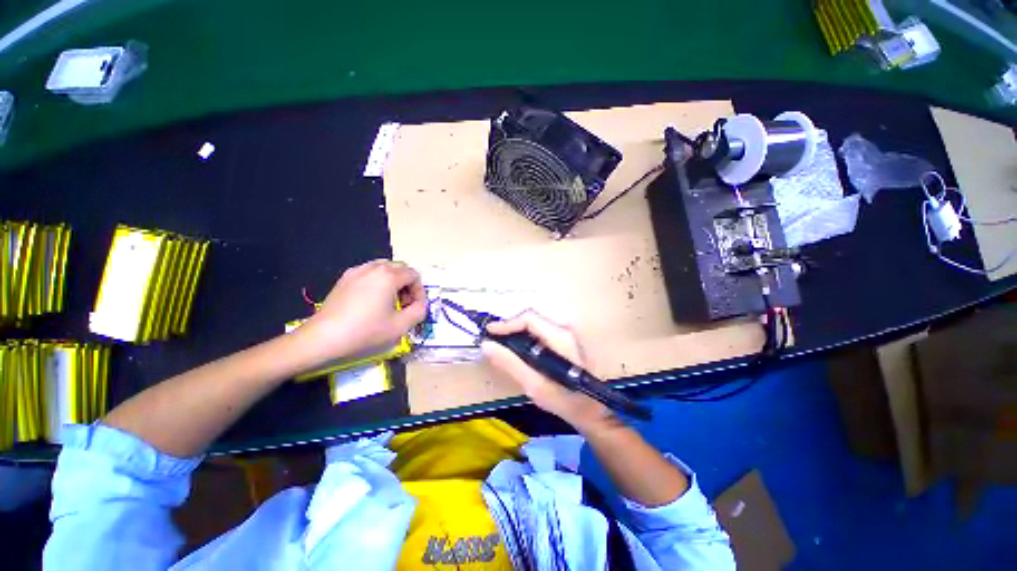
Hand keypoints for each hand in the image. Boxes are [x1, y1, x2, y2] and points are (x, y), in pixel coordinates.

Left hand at [300, 260, 426, 363]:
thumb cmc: (365, 331)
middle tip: (405, 304)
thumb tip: (420, 304)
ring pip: (384, 268)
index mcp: (389, 276)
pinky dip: (378, 282)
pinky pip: (369, 273)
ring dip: (394, 281)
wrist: (323, 338)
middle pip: (400, 268)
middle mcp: (373, 268)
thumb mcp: (400, 326)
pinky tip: (372, 301)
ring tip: (389, 301)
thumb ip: (419, 311)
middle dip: (408, 284)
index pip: (414, 275)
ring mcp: (356, 272)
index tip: (415, 307)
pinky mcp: (344, 279)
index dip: (419, 291)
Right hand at [481, 311, 613, 432]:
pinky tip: (517, 353)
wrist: (593, 412)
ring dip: (516, 335)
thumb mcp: (534, 385)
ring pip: (534, 327)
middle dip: (510, 329)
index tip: (489, 332)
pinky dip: (525, 341)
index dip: (507, 323)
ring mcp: (566, 335)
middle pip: (531, 320)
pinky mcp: (565, 342)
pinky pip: (540, 335)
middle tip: (493, 342)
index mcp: (560, 337)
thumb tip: (487, 345)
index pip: (529, 318)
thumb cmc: (566, 401)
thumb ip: (510, 364)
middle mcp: (564, 330)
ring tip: (501, 348)